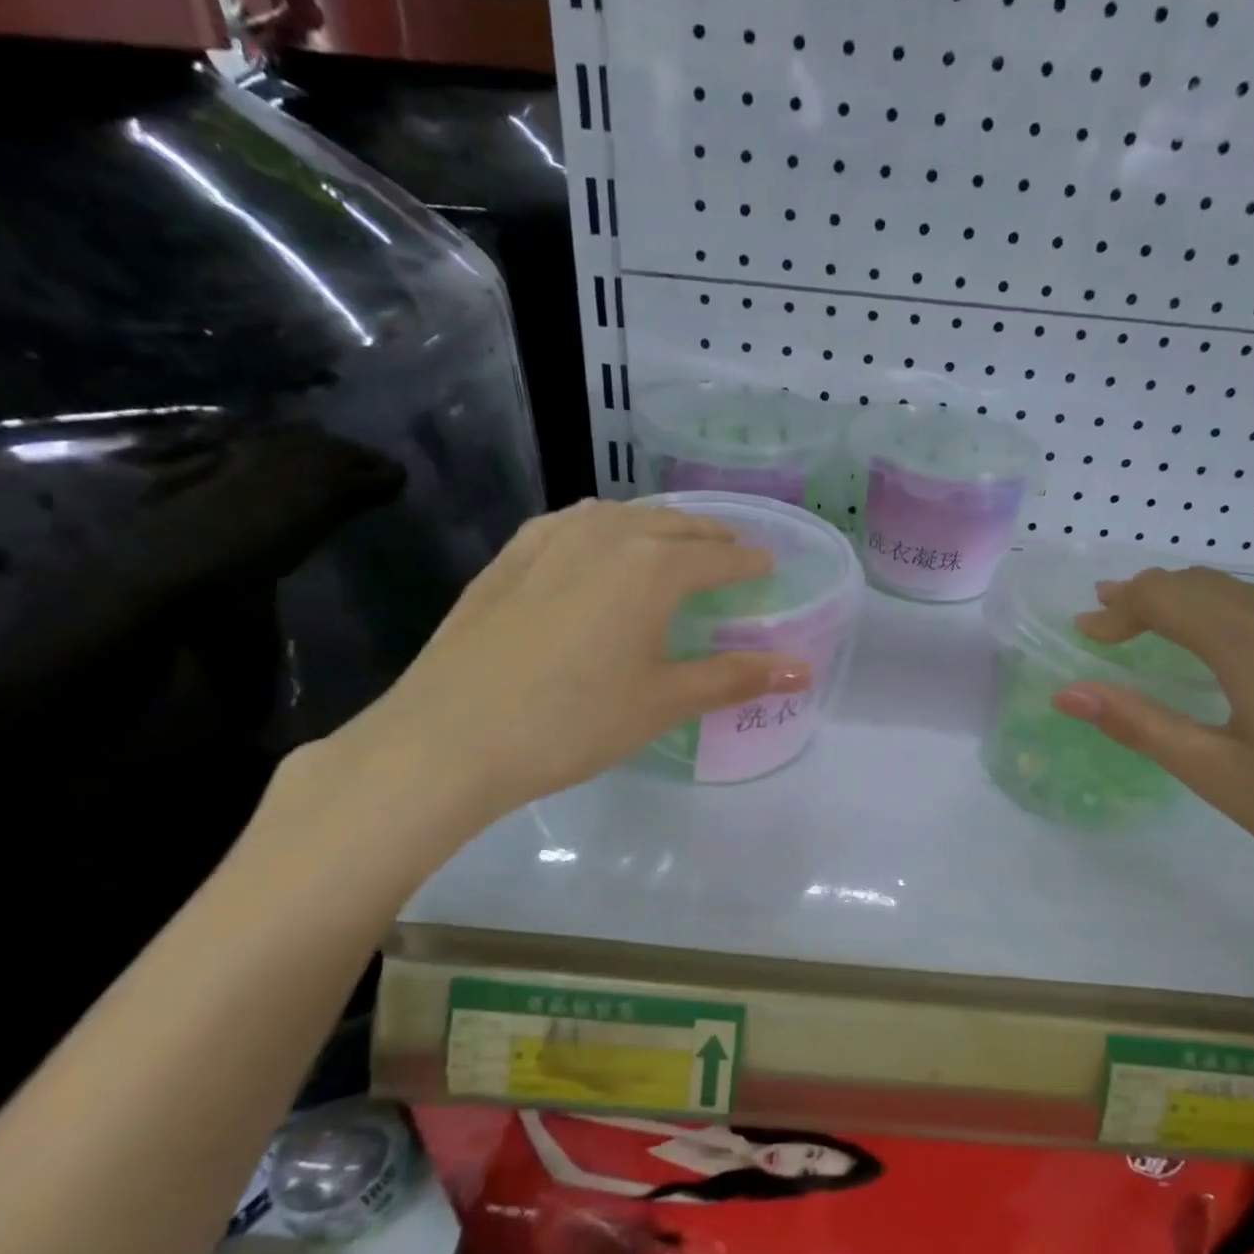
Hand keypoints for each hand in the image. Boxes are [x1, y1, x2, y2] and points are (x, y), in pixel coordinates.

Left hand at [299, 500, 809, 876]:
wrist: (450, 737)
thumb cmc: (572, 722)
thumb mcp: (663, 702)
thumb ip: (734, 678)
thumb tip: (803, 669)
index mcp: (651, 567)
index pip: (716, 556)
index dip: (747, 562)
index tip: (767, 565)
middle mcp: (605, 536)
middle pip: (672, 525)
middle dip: (708, 536)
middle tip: (730, 552)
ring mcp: (549, 540)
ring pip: (619, 516)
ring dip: (655, 524)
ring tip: (671, 541)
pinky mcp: (509, 558)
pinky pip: (570, 524)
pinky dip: (601, 526)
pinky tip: (595, 542)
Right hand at [1053, 567, 1253, 926]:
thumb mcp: (1215, 773)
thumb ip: (1137, 723)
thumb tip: (1066, 693)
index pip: (1166, 596)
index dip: (1117, 609)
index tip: (1085, 634)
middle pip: (1204, 584)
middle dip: (1148, 600)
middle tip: (1109, 629)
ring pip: (1247, 595)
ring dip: (1194, 607)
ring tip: (1162, 636)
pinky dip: (1240, 619)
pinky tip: (1240, 656)